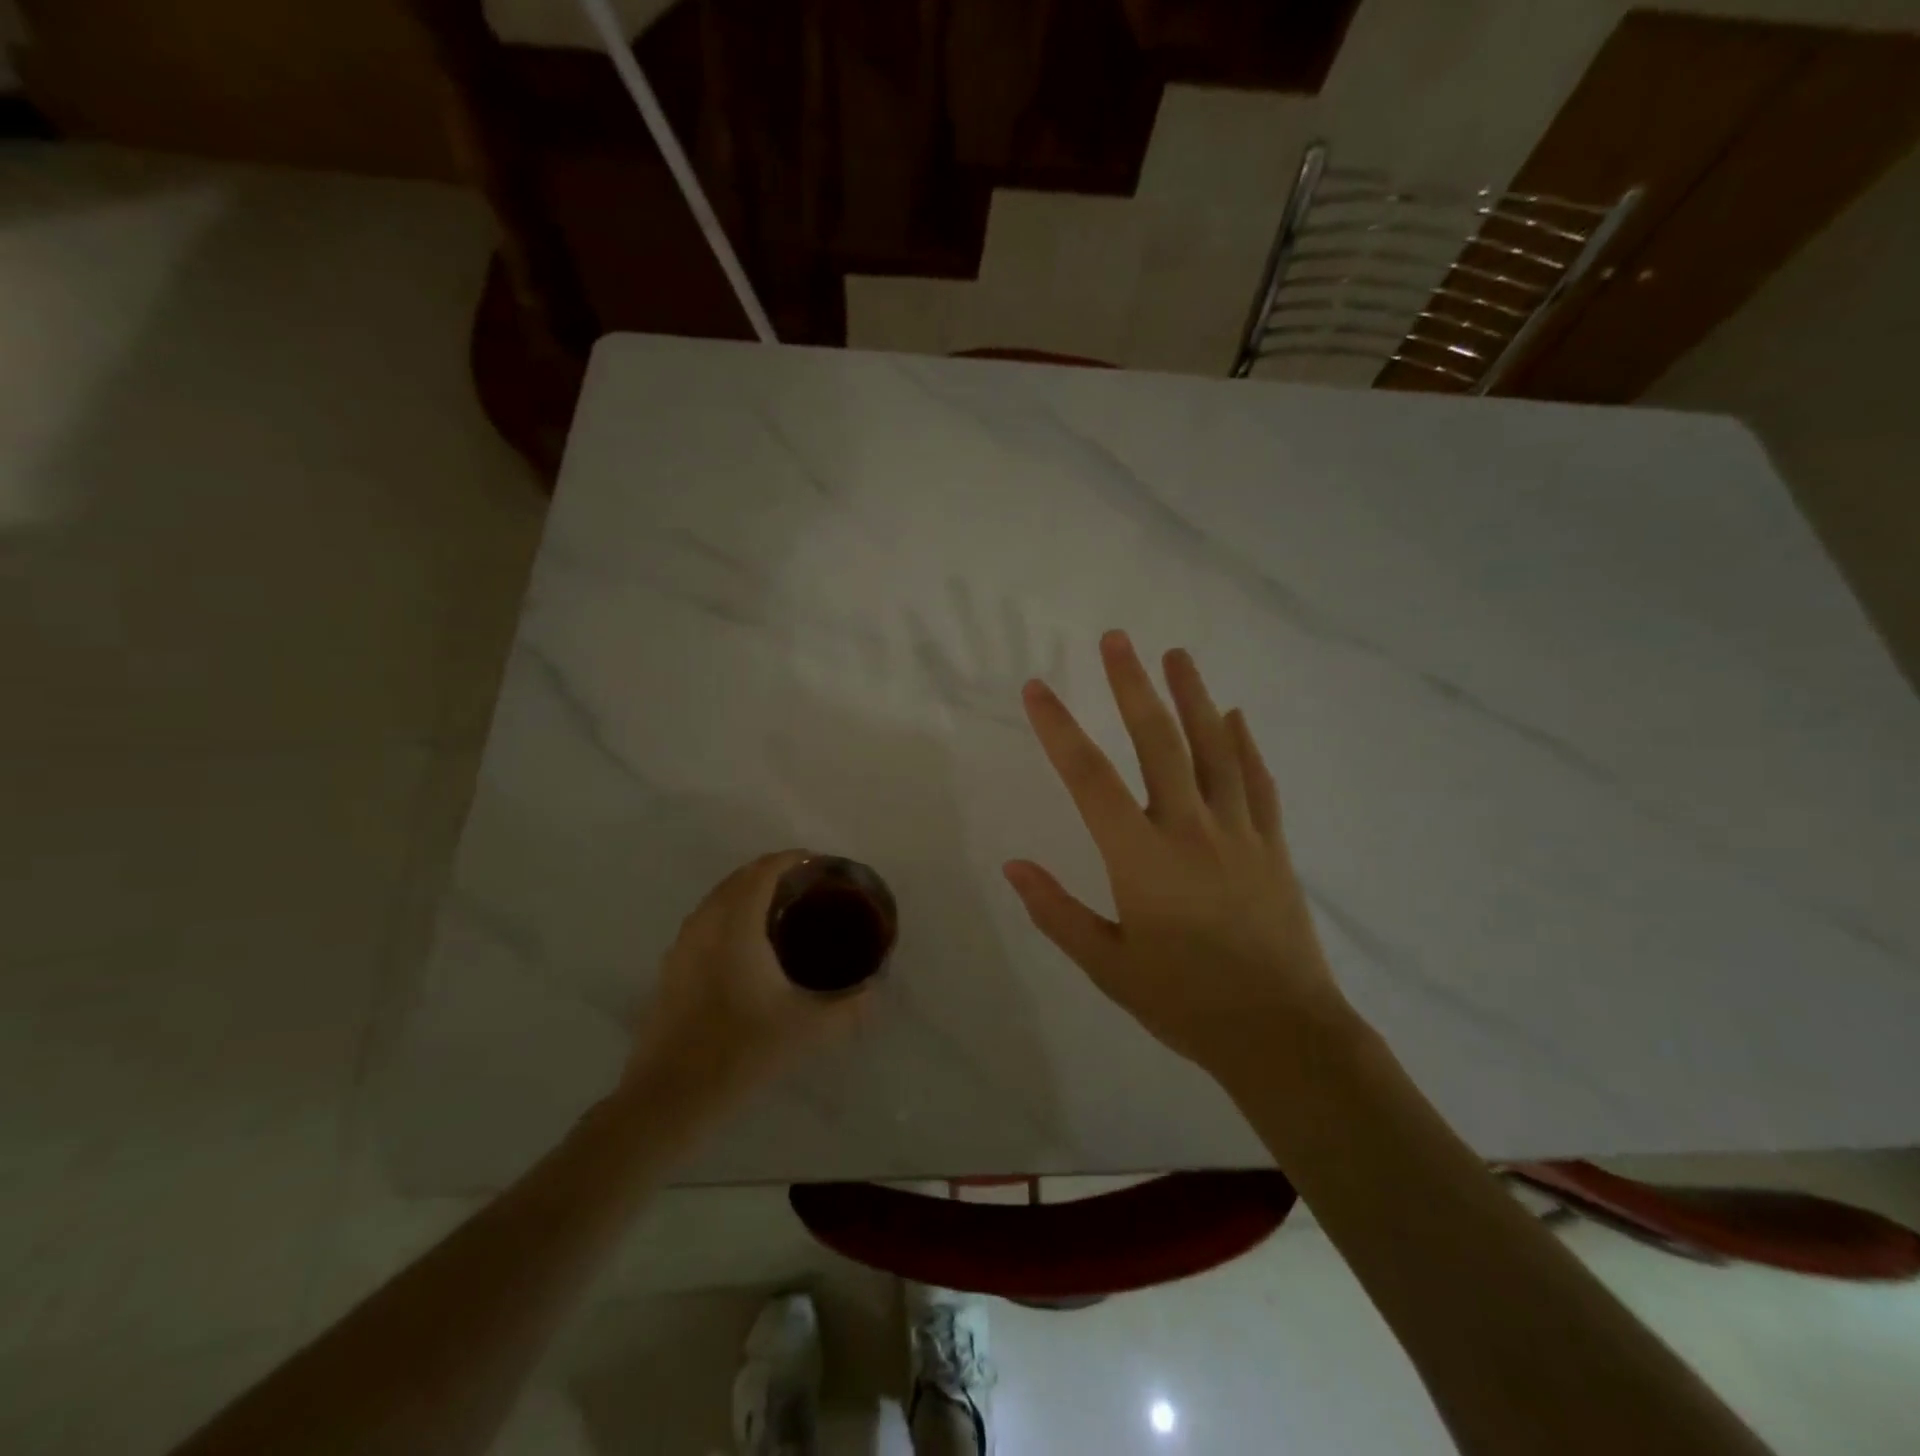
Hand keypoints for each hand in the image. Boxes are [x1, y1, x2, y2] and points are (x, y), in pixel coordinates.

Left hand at [623, 850, 867, 1114]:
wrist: (668, 1099)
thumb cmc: (741, 1052)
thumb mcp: (809, 1030)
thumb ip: (850, 1007)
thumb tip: (876, 991)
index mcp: (736, 924)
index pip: (764, 870)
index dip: (793, 859)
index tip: (821, 866)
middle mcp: (705, 923)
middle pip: (740, 878)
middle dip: (774, 874)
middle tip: (810, 889)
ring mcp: (682, 946)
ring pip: (718, 900)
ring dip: (748, 894)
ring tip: (783, 913)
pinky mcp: (670, 969)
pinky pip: (705, 923)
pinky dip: (729, 917)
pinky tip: (749, 949)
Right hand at [1003, 631, 1356, 1085]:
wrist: (1281, 1034)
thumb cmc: (1185, 1002)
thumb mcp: (1108, 965)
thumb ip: (1057, 911)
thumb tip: (1013, 866)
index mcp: (1141, 857)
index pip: (1089, 778)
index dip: (1059, 728)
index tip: (1037, 688)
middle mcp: (1190, 829)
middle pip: (1158, 741)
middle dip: (1133, 685)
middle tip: (1117, 639)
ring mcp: (1238, 832)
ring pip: (1214, 748)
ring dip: (1193, 696)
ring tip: (1177, 655)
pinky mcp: (1272, 845)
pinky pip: (1257, 781)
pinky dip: (1244, 744)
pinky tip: (1235, 716)